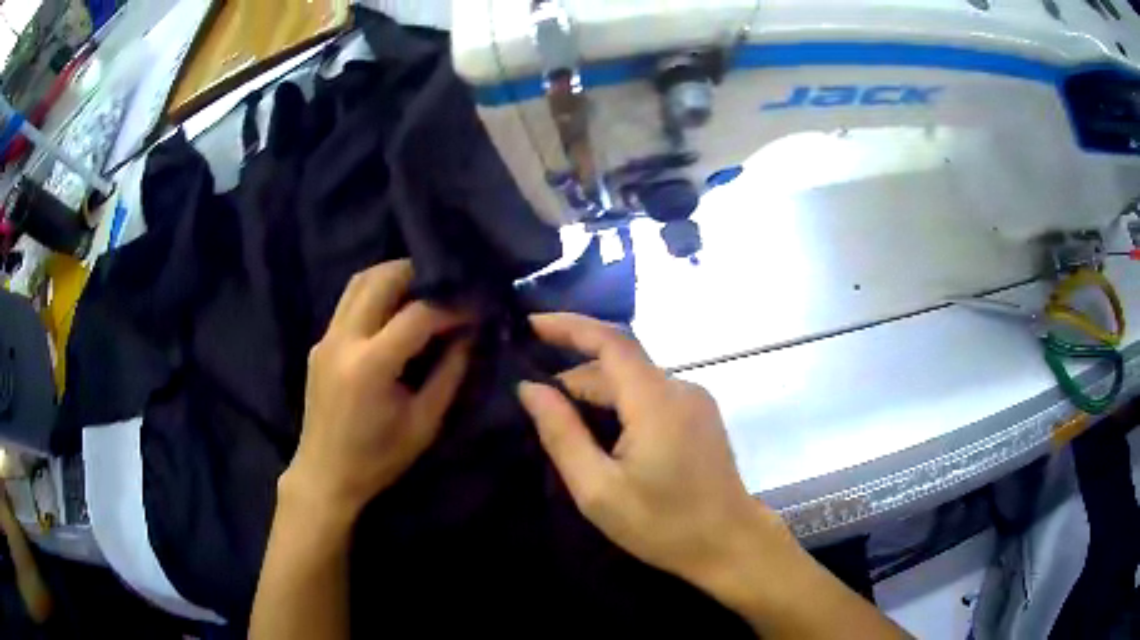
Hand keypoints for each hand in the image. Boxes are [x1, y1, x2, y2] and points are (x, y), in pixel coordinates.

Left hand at [283, 260, 470, 520]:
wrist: (325, 474)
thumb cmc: (378, 458)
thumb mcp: (424, 423)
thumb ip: (450, 373)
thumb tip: (469, 334)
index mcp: (371, 365)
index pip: (418, 314)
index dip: (452, 306)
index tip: (476, 307)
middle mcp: (343, 340)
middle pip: (381, 279)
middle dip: (419, 273)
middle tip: (448, 285)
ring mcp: (327, 338)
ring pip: (359, 282)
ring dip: (393, 275)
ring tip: (423, 288)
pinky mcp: (321, 343)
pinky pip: (349, 301)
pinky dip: (376, 292)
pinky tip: (395, 310)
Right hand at [516, 313, 793, 593]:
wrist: (730, 545)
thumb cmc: (663, 526)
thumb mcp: (599, 490)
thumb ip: (562, 434)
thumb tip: (530, 389)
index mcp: (656, 401)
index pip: (610, 340)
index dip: (568, 326)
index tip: (529, 325)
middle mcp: (680, 387)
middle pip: (619, 365)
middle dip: (574, 378)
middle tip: (536, 408)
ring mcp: (696, 400)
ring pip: (634, 381)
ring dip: (597, 394)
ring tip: (565, 426)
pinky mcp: (701, 415)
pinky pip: (651, 395)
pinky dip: (621, 405)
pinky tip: (604, 434)